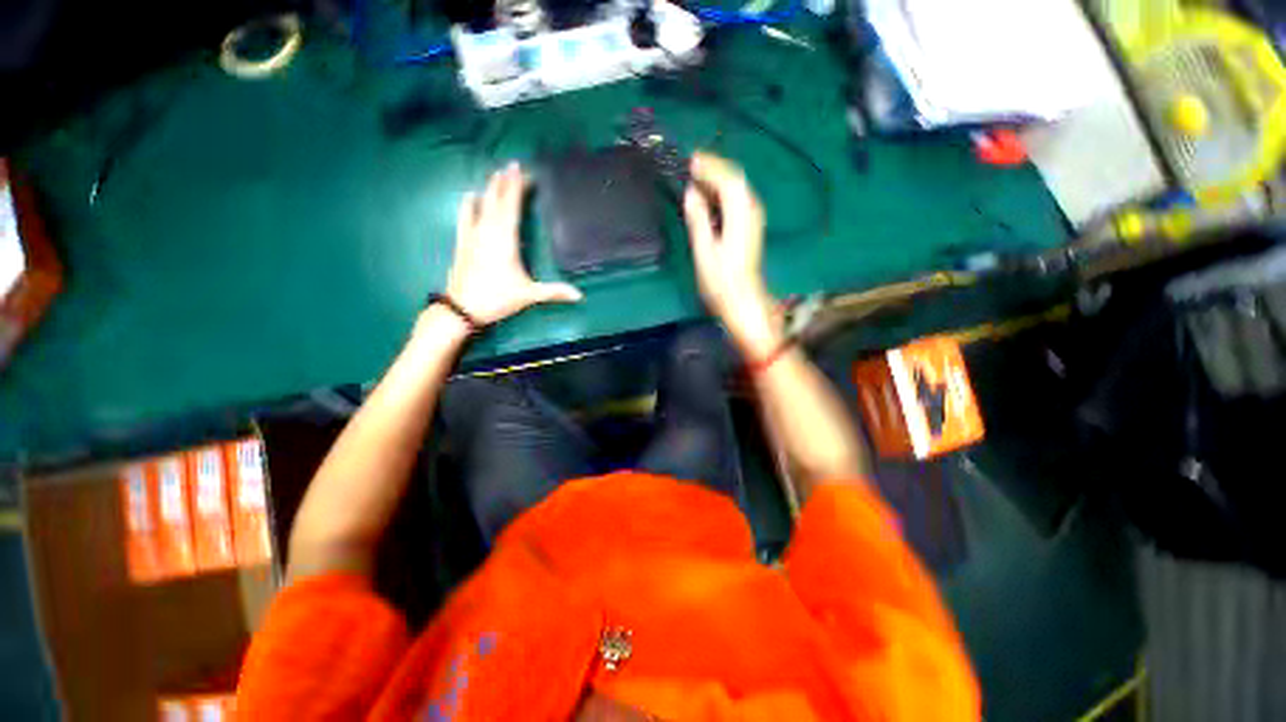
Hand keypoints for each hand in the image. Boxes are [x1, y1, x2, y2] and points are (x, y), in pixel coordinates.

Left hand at [445, 163, 581, 326]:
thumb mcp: (529, 295)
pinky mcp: (462, 241)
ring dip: (489, 188)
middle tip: (513, 165)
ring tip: (496, 174)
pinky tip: (470, 195)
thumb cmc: (497, 298)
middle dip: (505, 181)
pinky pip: (465, 215)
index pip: (511, 205)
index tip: (524, 171)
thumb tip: (580, 295)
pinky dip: (469, 203)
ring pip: (481, 204)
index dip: (517, 187)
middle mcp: (488, 230)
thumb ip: (554, 292)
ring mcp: (472, 234)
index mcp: (505, 239)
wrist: (462, 308)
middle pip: (496, 199)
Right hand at [683, 152, 781, 356]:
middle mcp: (751, 211)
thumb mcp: (704, 250)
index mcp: (740, 215)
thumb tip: (691, 192)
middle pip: (736, 179)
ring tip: (697, 176)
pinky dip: (723, 193)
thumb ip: (698, 218)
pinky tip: (710, 197)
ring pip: (738, 188)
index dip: (710, 166)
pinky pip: (738, 200)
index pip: (728, 179)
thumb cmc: (721, 281)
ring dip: (719, 179)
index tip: (690, 160)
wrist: (743, 301)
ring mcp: (754, 219)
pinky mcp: (751, 227)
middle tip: (691, 164)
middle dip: (715, 168)